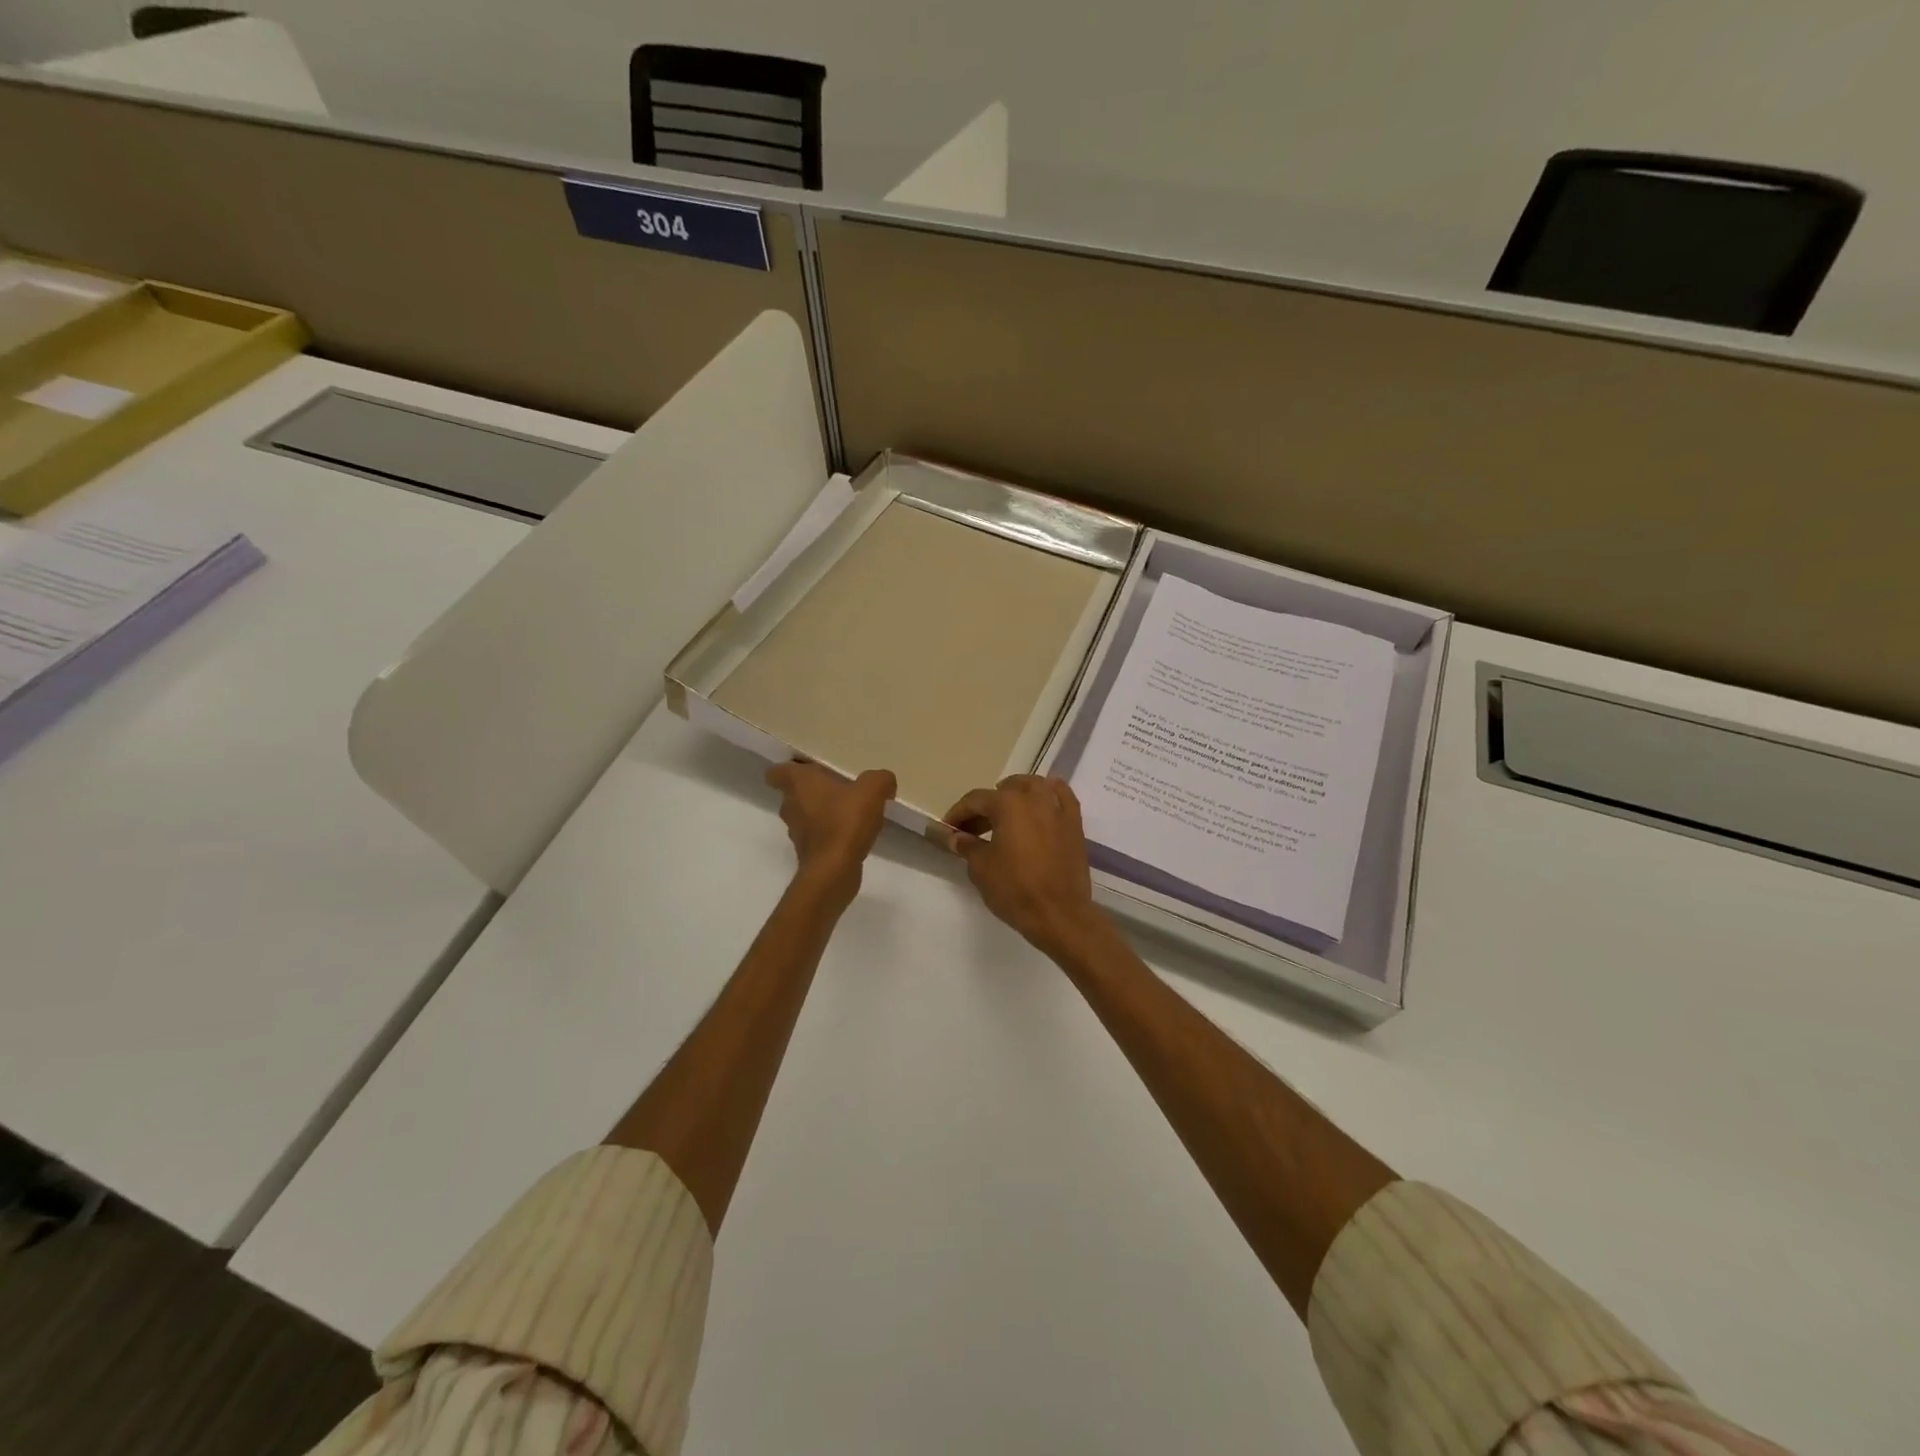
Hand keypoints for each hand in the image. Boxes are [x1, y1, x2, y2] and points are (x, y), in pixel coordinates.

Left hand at [766, 761, 896, 905]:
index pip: (777, 772)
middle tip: (838, 786)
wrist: (834, 870)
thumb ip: (880, 779)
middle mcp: (791, 805)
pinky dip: (829, 833)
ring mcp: (797, 832)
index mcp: (799, 783)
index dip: (790, 768)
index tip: (808, 767)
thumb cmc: (845, 821)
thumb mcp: (872, 790)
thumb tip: (884, 783)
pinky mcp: (807, 853)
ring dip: (821, 812)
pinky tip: (852, 833)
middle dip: (813, 790)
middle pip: (794, 793)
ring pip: (805, 815)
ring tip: (848, 810)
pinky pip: (816, 836)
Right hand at [945, 775, 1104, 956]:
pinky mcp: (1074, 822)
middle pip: (1005, 790)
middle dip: (986, 806)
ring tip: (1004, 816)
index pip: (976, 800)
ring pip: (1034, 787)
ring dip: (1016, 795)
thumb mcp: (981, 868)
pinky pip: (1060, 796)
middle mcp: (1035, 796)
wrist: (1059, 913)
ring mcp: (1058, 807)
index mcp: (1008, 803)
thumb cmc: (1015, 889)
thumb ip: (967, 846)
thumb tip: (957, 837)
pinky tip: (1039, 805)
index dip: (958, 813)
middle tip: (973, 828)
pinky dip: (1047, 794)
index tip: (948, 829)